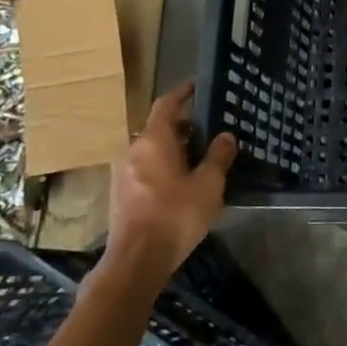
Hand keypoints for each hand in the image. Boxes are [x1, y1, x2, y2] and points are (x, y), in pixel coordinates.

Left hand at [103, 82, 236, 280]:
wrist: (137, 260)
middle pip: (158, 128)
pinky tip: (182, 183)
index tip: (196, 85)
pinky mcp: (120, 194)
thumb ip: (218, 157)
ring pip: (151, 150)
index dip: (182, 93)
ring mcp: (123, 173)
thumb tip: (226, 136)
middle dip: (184, 126)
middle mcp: (133, 150)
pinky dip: (164, 166)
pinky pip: (145, 168)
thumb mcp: (208, 185)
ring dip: (174, 148)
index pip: (166, 105)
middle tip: (209, 129)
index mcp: (153, 141)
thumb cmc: (175, 215)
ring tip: (200, 157)